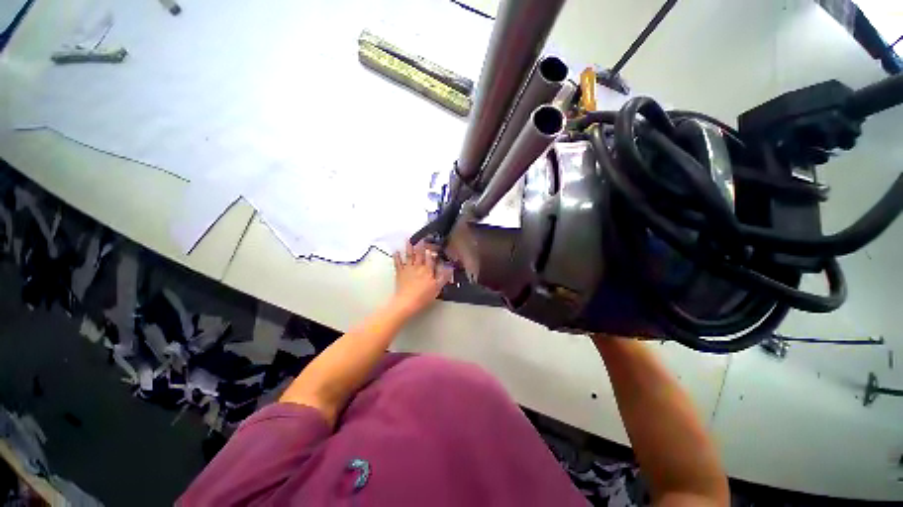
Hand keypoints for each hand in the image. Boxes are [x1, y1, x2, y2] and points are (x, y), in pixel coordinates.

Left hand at [391, 241, 452, 315]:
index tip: (432, 244)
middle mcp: (418, 267)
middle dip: (421, 245)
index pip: (430, 258)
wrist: (407, 302)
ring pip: (409, 256)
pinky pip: (398, 263)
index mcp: (428, 270)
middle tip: (421, 238)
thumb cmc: (424, 296)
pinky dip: (396, 257)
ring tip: (408, 240)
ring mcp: (408, 269)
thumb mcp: (437, 288)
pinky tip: (396, 251)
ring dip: (408, 247)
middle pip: (419, 254)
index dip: (431, 251)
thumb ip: (443, 277)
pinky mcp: (400, 273)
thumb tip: (450, 268)